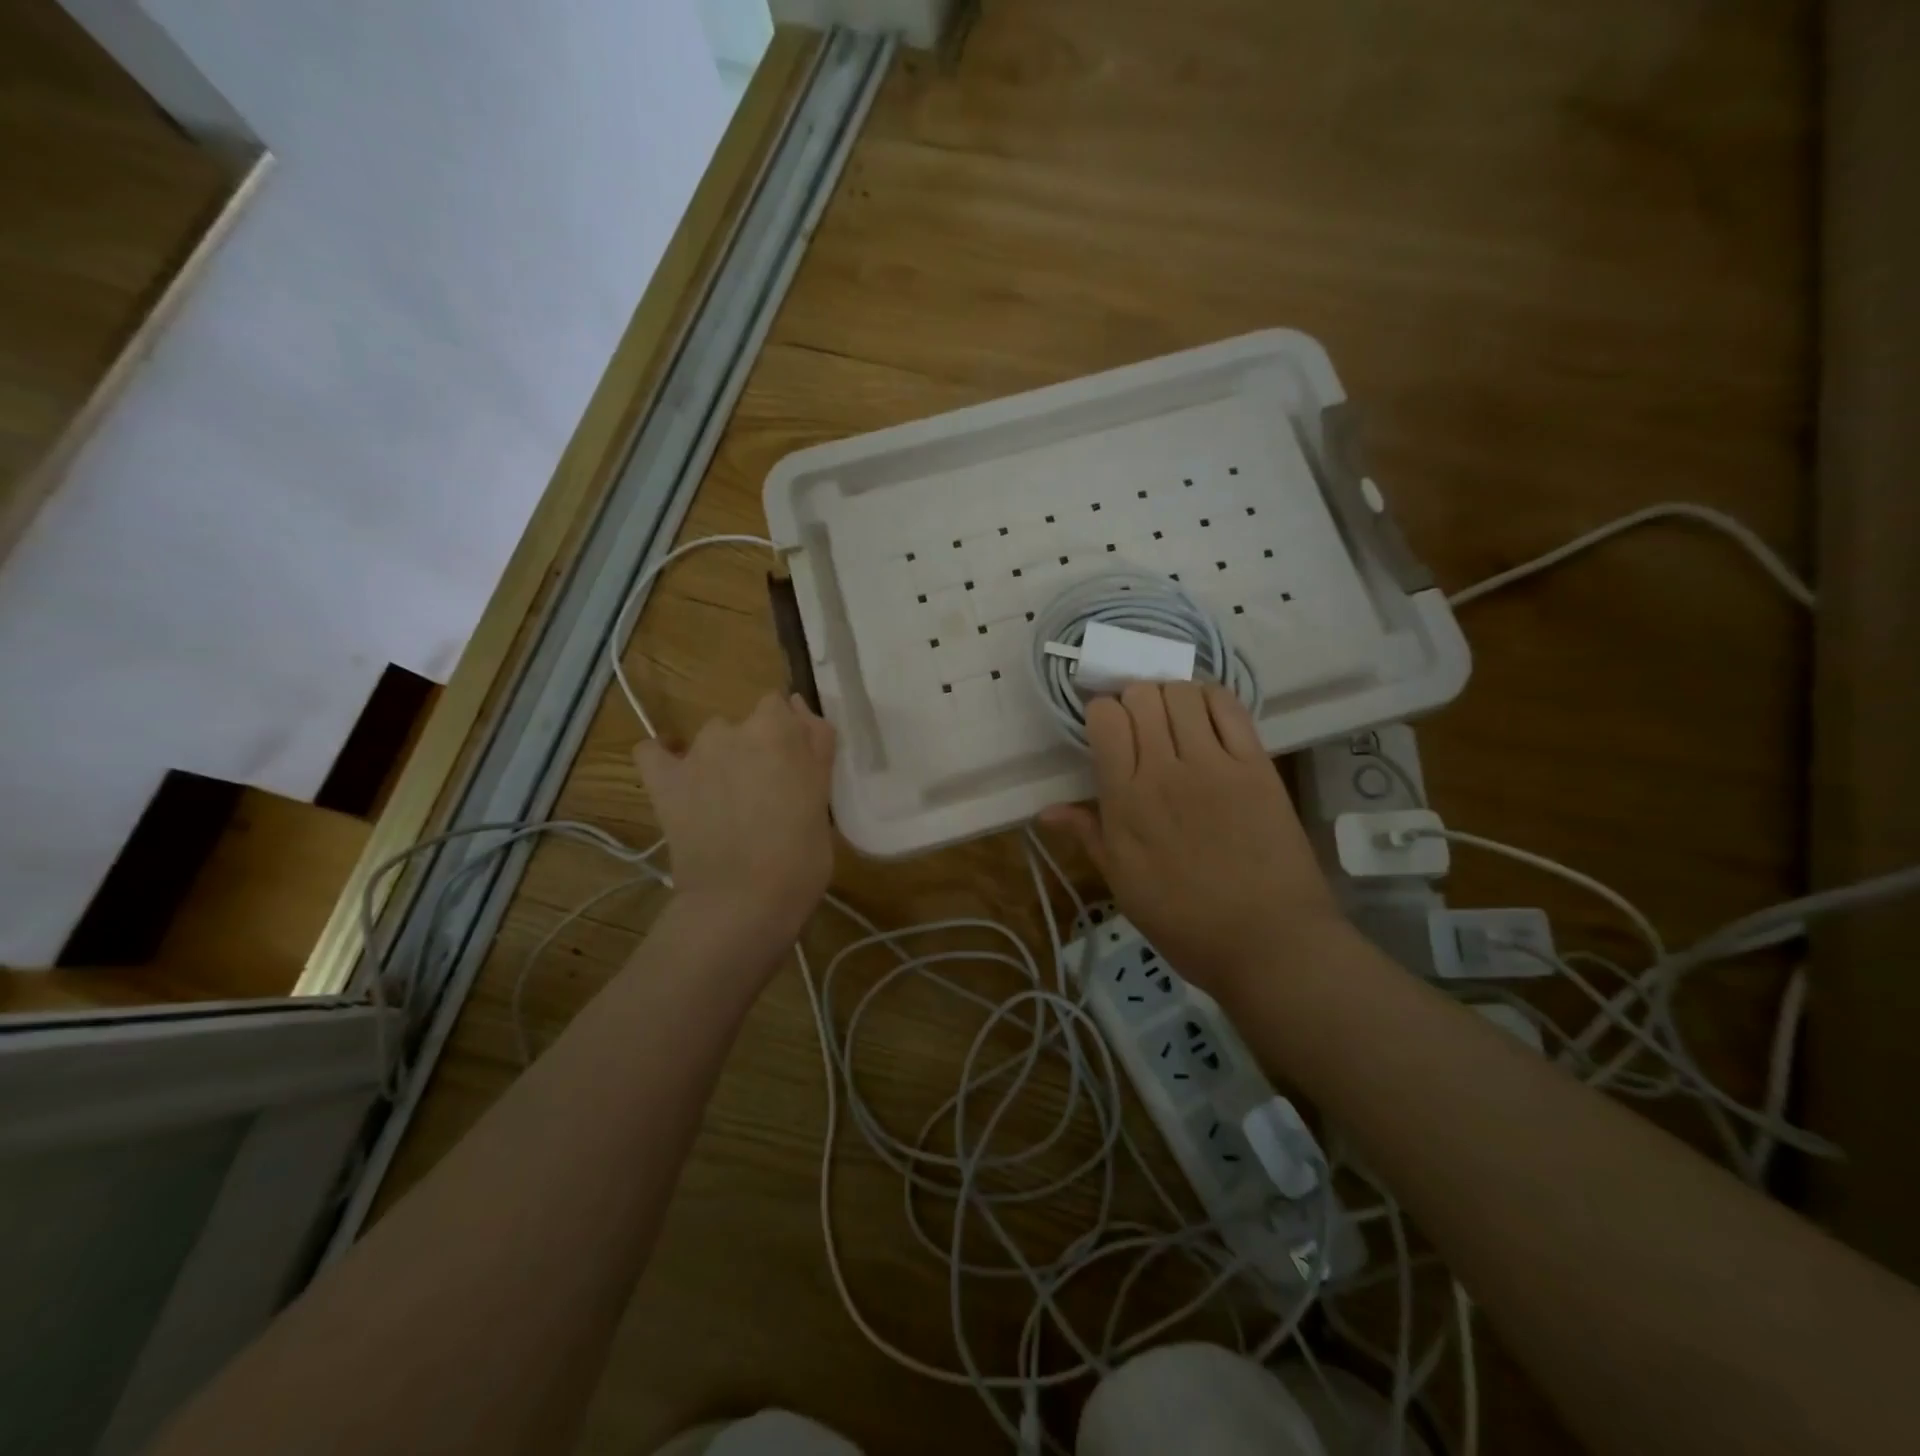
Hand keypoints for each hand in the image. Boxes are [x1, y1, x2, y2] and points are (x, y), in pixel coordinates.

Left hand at [634, 693, 836, 947]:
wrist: (742, 902)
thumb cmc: (800, 855)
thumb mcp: (822, 796)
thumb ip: (815, 746)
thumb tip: (801, 709)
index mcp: (779, 729)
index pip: (783, 706)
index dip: (789, 736)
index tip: (796, 767)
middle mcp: (734, 729)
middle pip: (747, 724)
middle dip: (756, 749)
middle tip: (767, 794)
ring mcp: (694, 754)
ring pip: (710, 740)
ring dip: (719, 759)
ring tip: (727, 803)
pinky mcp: (663, 780)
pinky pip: (653, 752)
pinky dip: (664, 758)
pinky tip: (677, 779)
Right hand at [1041, 683, 1344, 998]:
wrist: (1268, 943)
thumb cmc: (1185, 922)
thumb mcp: (1123, 884)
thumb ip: (1088, 835)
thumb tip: (1046, 811)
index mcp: (1125, 801)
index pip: (1105, 718)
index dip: (1103, 715)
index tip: (1108, 733)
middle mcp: (1164, 770)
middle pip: (1141, 695)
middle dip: (1134, 700)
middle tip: (1142, 727)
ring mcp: (1214, 764)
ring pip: (1182, 692)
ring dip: (1172, 696)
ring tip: (1176, 720)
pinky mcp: (1256, 764)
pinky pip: (1229, 706)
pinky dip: (1211, 698)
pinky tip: (1207, 716)